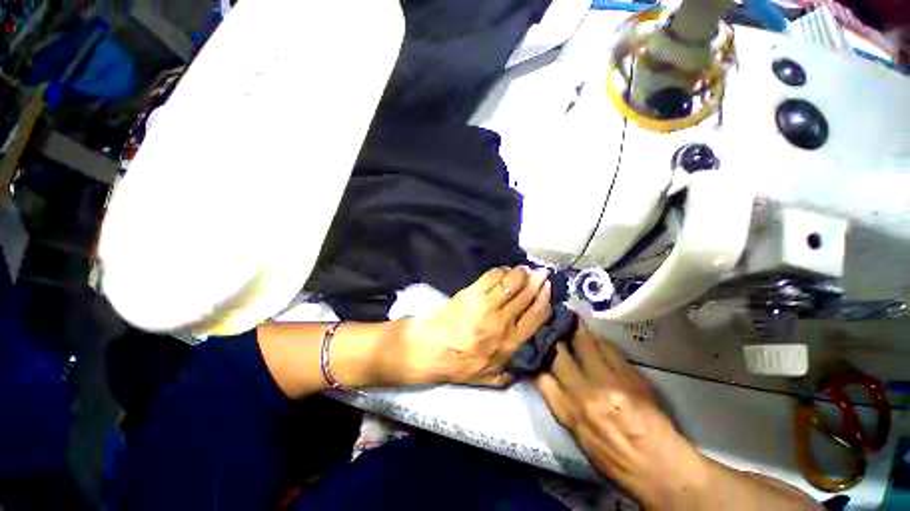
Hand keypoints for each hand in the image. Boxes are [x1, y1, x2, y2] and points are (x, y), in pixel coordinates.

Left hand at [387, 266, 552, 386]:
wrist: (428, 350)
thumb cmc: (458, 365)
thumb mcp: (490, 379)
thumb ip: (513, 374)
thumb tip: (529, 363)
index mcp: (511, 343)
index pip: (537, 315)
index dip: (545, 298)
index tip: (548, 288)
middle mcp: (503, 322)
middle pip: (526, 295)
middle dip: (538, 281)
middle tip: (542, 272)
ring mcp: (486, 305)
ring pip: (511, 282)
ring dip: (521, 273)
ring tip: (524, 269)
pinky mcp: (471, 293)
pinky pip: (492, 277)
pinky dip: (501, 271)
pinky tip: (504, 270)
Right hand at [535, 325, 708, 507]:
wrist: (659, 468)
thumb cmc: (614, 459)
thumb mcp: (578, 436)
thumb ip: (562, 405)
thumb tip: (551, 379)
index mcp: (567, 413)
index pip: (541, 376)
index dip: (537, 359)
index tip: (537, 349)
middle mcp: (583, 393)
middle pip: (558, 354)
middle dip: (552, 338)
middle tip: (550, 325)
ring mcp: (606, 381)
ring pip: (582, 343)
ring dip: (573, 329)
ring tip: (569, 318)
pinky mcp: (628, 375)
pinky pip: (608, 347)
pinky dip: (598, 339)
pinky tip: (595, 335)